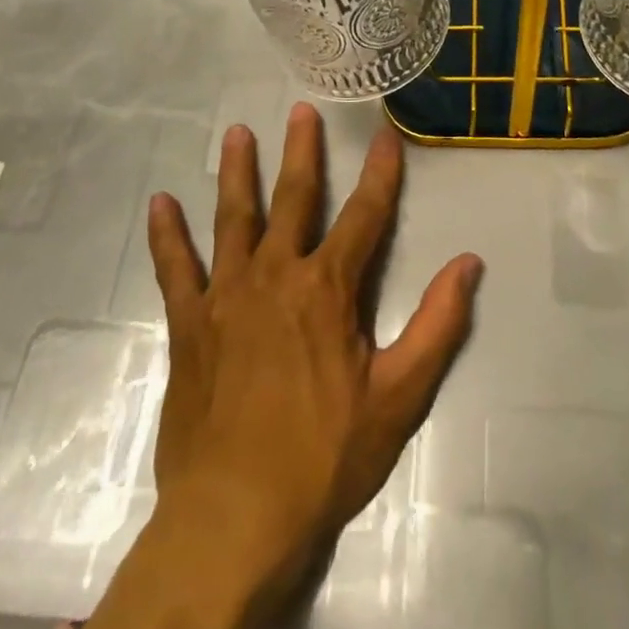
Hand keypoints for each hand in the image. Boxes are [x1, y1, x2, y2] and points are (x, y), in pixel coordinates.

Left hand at [109, 104, 482, 628]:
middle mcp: (276, 275)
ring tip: (237, 132)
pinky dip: (167, 235)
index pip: (365, 215)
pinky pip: (175, 269)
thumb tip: (469, 263)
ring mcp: (227, 296)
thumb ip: (437, 325)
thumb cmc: (324, 457)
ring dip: (237, 172)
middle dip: (302, 151)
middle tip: (302, 109)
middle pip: (294, 198)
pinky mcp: (189, 324)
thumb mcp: (399, 398)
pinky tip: (159, 203)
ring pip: (233, 218)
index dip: (380, 173)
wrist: (233, 518)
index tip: (386, 134)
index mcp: (327, 289)